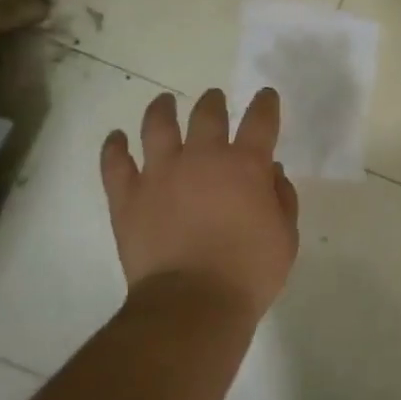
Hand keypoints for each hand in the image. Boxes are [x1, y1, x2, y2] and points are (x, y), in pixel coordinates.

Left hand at [101, 87, 299, 316]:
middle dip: (213, 102)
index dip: (265, 104)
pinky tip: (116, 139)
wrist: (192, 304)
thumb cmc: (249, 272)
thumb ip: (282, 199)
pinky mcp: (128, 196)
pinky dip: (114, 148)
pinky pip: (115, 163)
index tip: (265, 96)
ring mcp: (160, 174)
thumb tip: (272, 172)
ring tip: (164, 102)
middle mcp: (202, 158)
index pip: (260, 120)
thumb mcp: (285, 237)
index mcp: (245, 165)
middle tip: (215, 99)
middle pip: (207, 114)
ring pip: (158, 126)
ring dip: (162, 109)